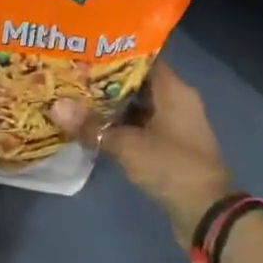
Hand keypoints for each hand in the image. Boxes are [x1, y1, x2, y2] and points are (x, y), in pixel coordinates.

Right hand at [53, 61, 233, 243]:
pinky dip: (119, 126)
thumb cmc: (171, 166)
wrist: (206, 212)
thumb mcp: (127, 145)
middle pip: (137, 83)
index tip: (85, 50)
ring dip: (111, 106)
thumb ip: (92, 126)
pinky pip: (140, 127)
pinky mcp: (168, 147)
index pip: (143, 59)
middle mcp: (176, 101)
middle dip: (106, 81)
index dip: (114, 53)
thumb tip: (56, 107)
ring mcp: (173, 126)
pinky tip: (91, 126)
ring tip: (75, 97)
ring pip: (137, 106)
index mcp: (174, 90)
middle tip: (72, 74)